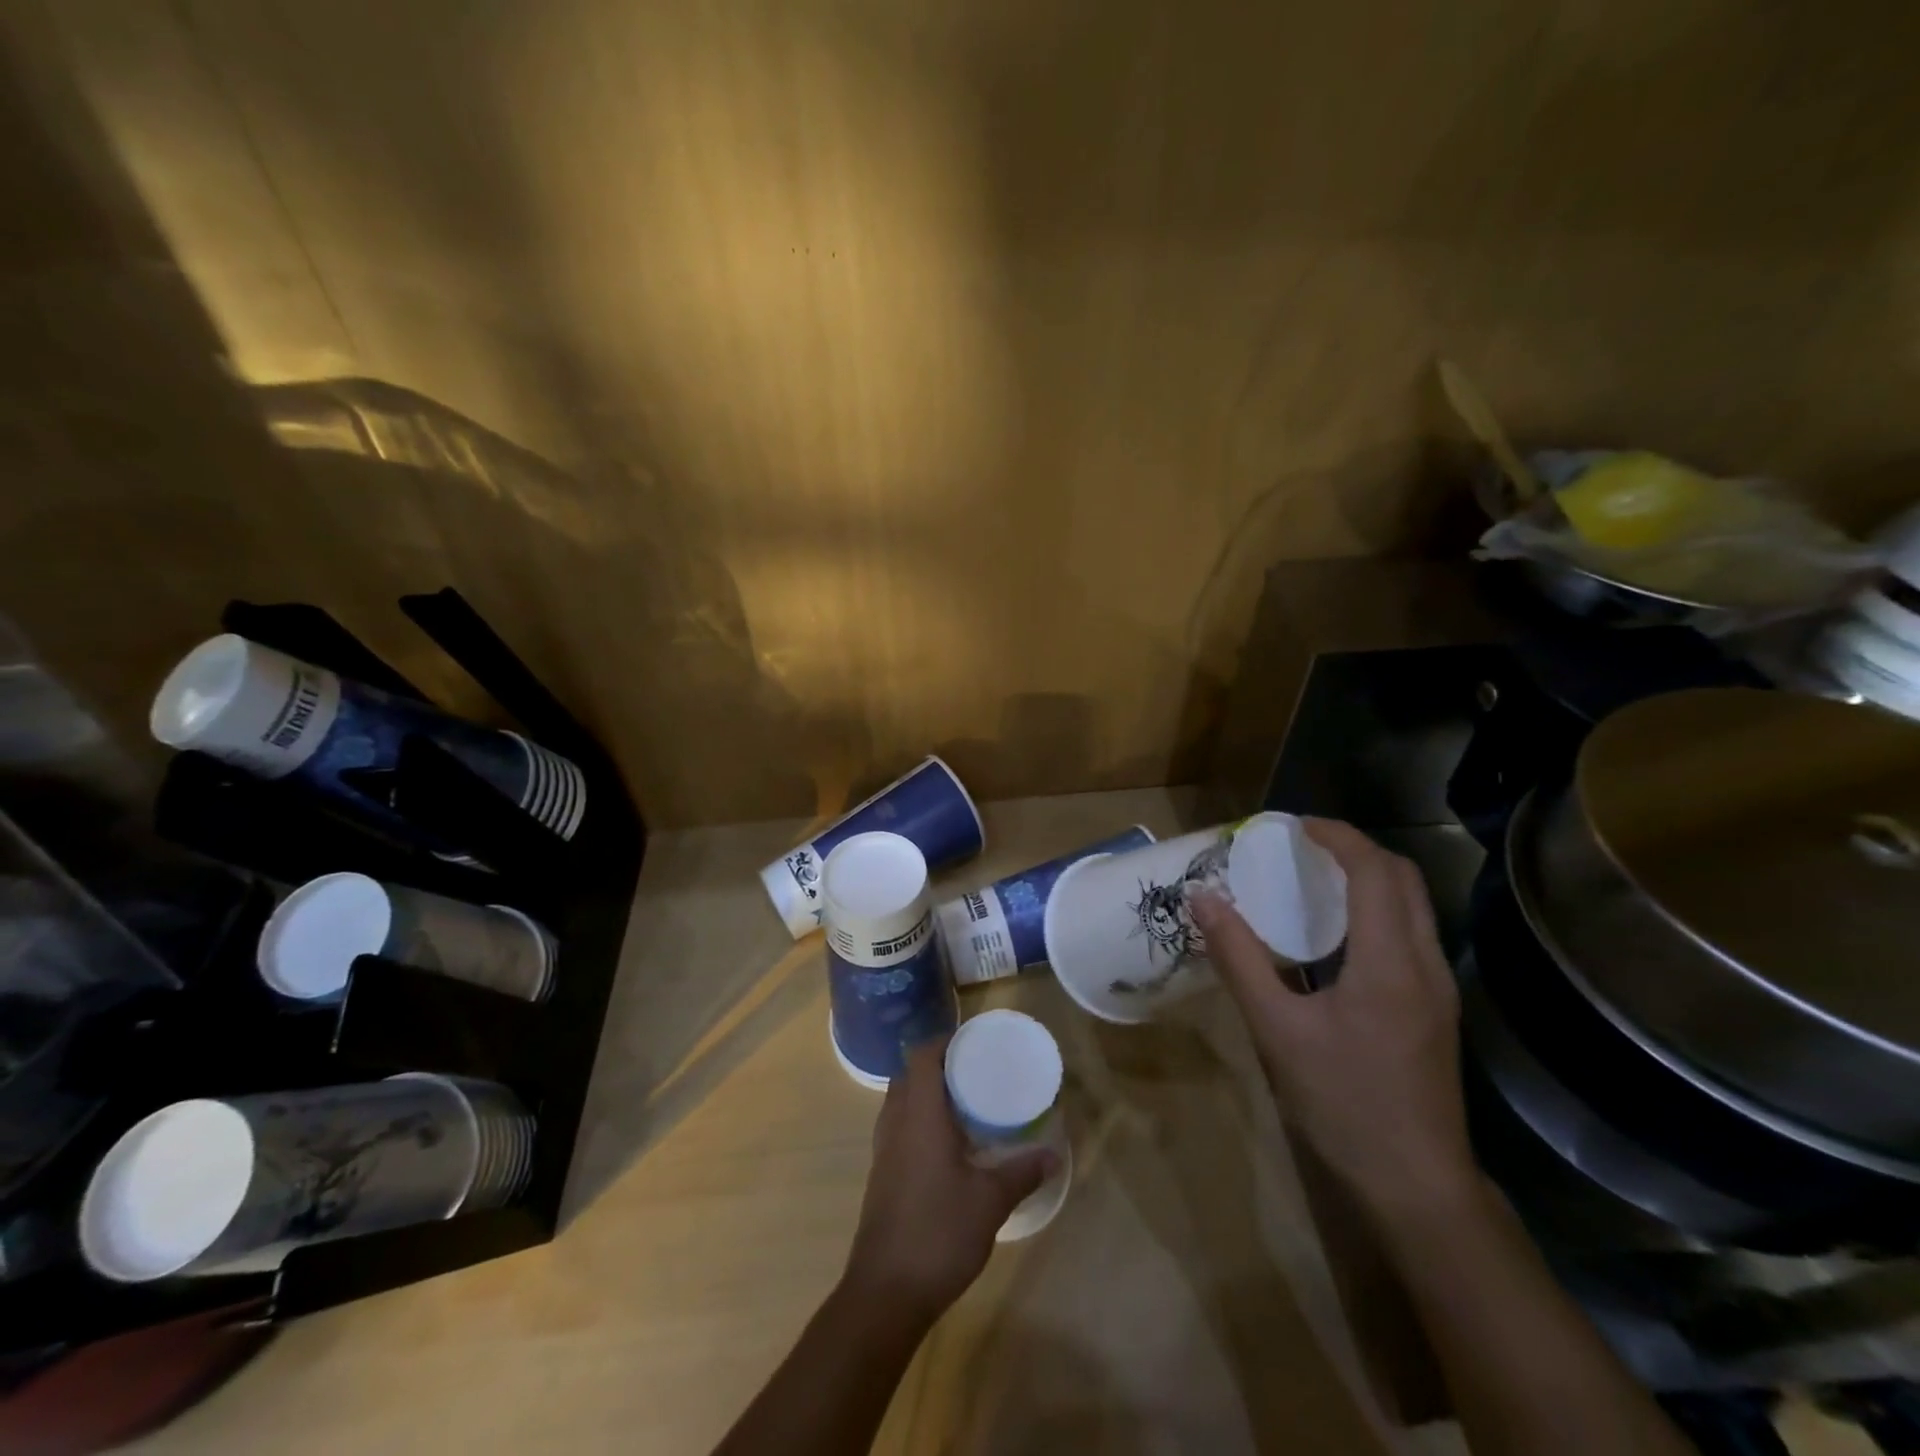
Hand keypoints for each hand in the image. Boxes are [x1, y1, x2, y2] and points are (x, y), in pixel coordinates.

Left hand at [842, 1039, 1053, 1323]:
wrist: (885, 1292)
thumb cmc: (938, 1233)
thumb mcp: (990, 1202)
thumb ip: (1022, 1172)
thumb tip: (1053, 1154)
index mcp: (919, 1115)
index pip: (922, 1055)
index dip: (944, 1041)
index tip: (973, 1043)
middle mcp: (896, 1122)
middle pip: (909, 1074)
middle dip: (938, 1066)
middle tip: (974, 1072)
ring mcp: (883, 1149)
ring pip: (901, 1101)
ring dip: (927, 1094)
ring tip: (964, 1104)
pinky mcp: (881, 1174)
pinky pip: (898, 1127)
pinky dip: (919, 1121)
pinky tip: (947, 1146)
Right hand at [1188, 819, 1475, 1220]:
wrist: (1417, 1187)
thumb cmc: (1343, 1104)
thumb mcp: (1276, 1030)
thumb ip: (1239, 959)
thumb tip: (1203, 900)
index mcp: (1390, 962)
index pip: (1374, 870)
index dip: (1336, 836)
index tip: (1292, 825)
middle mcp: (1425, 964)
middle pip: (1403, 879)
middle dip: (1354, 850)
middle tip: (1299, 848)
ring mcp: (1438, 990)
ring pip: (1412, 907)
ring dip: (1367, 879)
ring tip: (1311, 882)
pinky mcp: (1435, 1011)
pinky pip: (1409, 936)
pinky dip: (1374, 912)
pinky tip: (1332, 939)